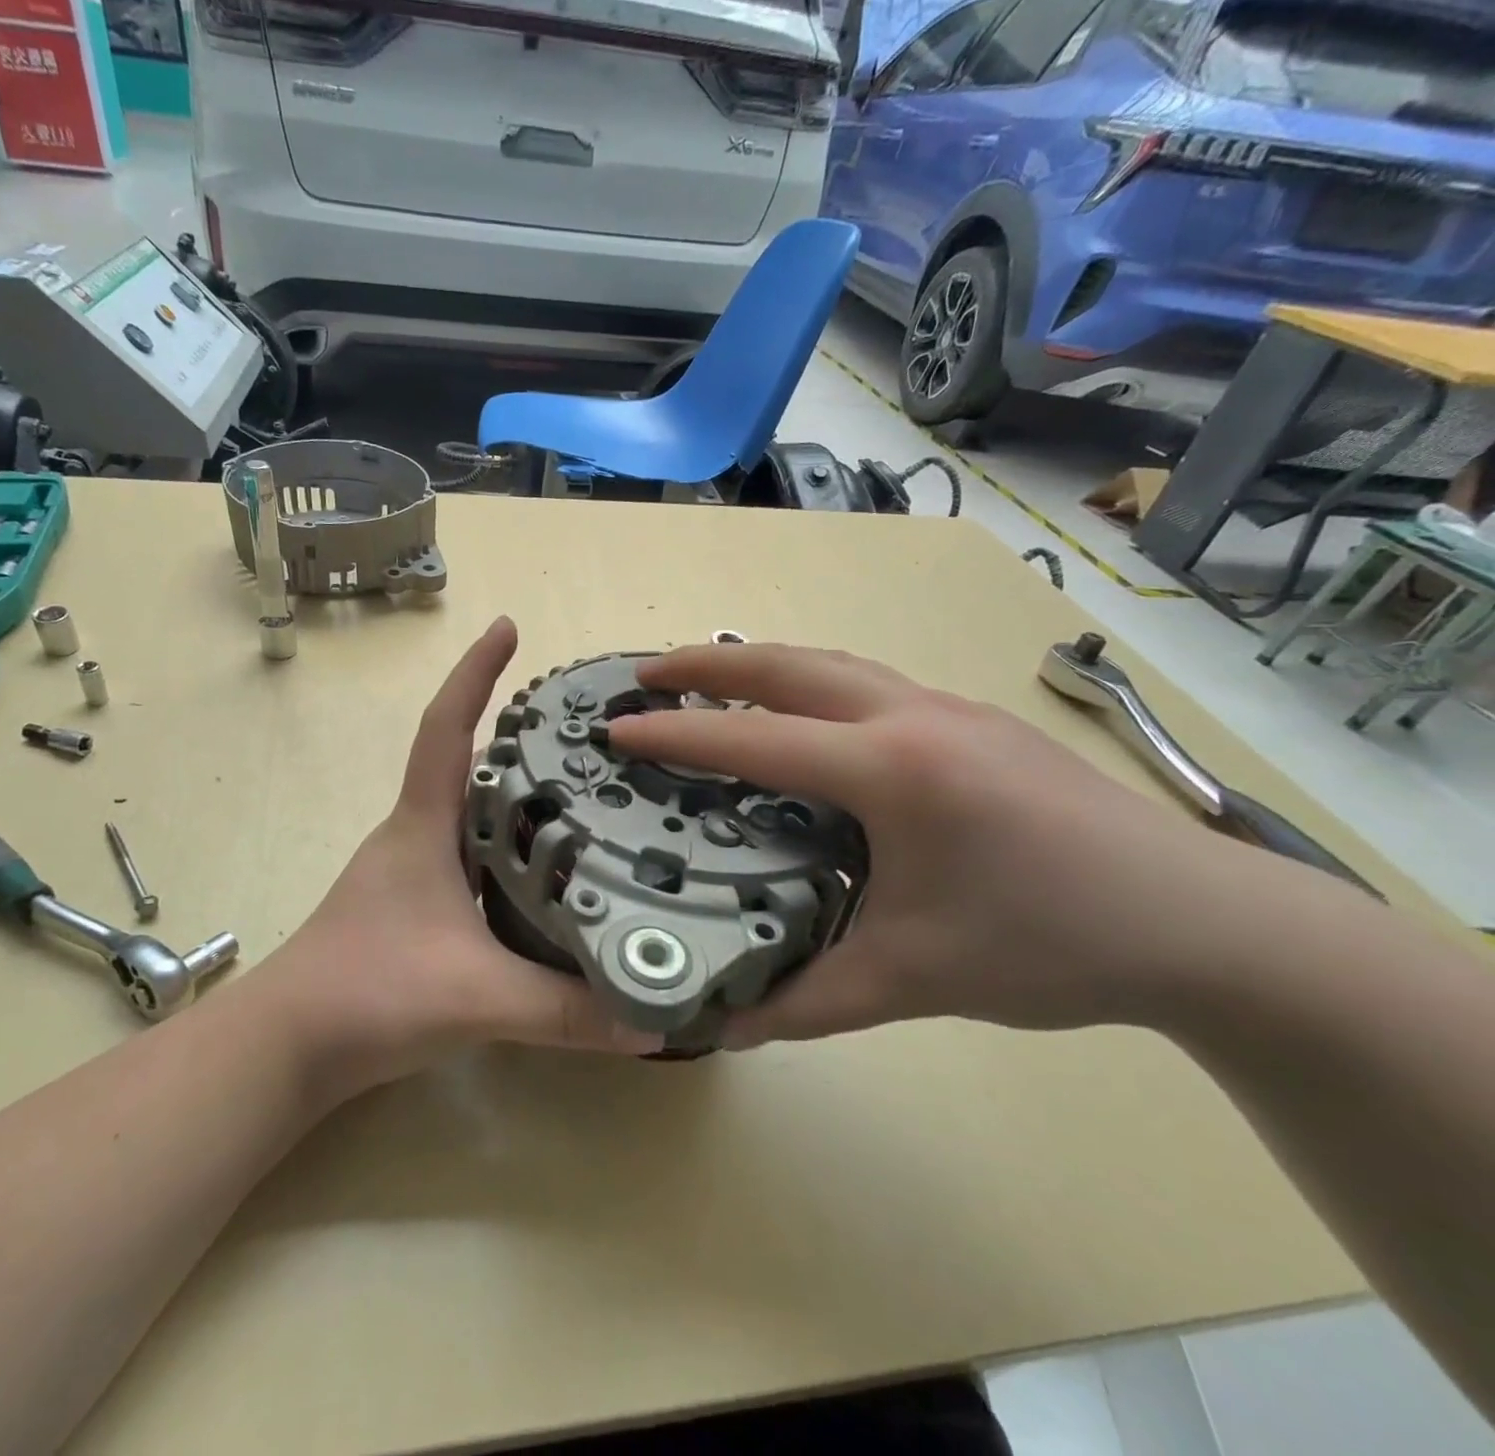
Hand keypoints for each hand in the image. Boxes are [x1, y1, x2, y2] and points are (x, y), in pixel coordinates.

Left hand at [255, 618, 660, 1097]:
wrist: (287, 1046)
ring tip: (583, 791)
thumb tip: (652, 1021)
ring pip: (471, 812)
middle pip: (468, 763)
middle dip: (519, 736)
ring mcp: (412, 871)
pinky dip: (507, 848)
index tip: (507, 627)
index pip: (445, 728)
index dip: (474, 673)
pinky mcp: (415, 907)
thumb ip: (563, 1010)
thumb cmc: (367, 993)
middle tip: (586, 729)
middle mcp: (416, 834)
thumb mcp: (476, 996)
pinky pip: (471, 856)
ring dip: (516, 794)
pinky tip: (546, 872)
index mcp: (422, 826)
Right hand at [608, 643, 1282, 1046]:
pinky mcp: (974, 720)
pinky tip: (803, 716)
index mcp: (890, 771)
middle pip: (788, 666)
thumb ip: (805, 1003)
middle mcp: (912, 717)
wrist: (1207, 925)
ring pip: (831, 664)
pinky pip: (867, 683)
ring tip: (709, 678)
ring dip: (760, 664)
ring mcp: (949, 708)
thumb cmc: (1051, 945)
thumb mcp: (910, 981)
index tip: (615, 728)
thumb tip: (720, 1028)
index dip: (676, 735)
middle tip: (647, 673)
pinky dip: (810, 683)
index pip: (755, 741)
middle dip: (707, 663)